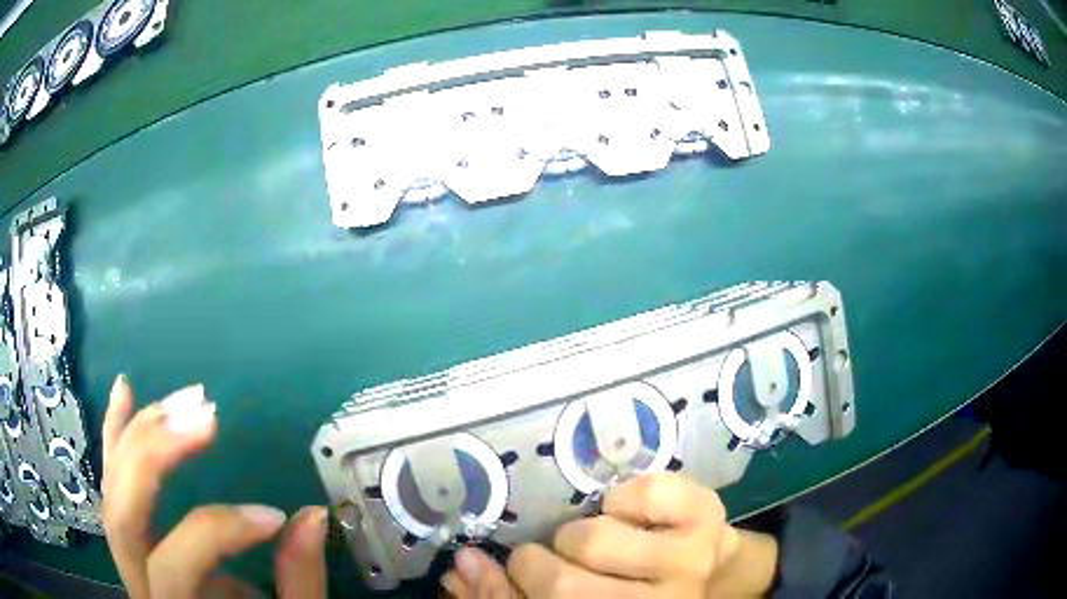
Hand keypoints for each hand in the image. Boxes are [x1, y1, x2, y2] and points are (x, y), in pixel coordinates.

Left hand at [101, 375, 327, 598]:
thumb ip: (298, 582)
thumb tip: (312, 515)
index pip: (177, 564)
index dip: (221, 531)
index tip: (276, 516)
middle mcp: (136, 580)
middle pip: (123, 514)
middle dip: (157, 456)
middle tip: (206, 416)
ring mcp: (126, 556)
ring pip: (112, 489)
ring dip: (140, 434)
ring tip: (184, 399)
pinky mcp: (129, 536)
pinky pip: (110, 481)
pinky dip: (115, 434)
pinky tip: (124, 390)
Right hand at [443, 473, 777, 597]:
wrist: (717, 570)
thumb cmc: (640, 589)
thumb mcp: (584, 595)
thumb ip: (518, 590)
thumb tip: (462, 566)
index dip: (501, 590)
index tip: (474, 569)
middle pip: (562, 585)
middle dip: (537, 563)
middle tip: (546, 555)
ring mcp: (688, 561)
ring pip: (593, 539)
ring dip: (579, 533)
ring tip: (594, 540)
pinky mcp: (707, 514)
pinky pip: (642, 492)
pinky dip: (622, 497)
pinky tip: (629, 514)